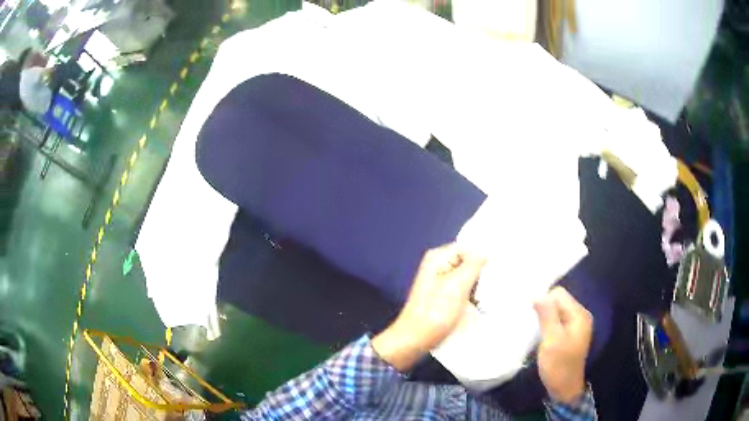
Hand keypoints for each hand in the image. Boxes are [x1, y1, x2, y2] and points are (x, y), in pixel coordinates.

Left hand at [372, 243, 486, 371]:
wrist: (414, 340)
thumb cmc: (435, 312)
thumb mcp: (457, 285)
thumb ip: (474, 264)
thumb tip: (486, 251)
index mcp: (438, 257)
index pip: (468, 247)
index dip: (483, 256)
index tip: (499, 268)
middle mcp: (438, 265)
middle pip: (468, 261)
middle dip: (482, 272)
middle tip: (496, 284)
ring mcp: (440, 282)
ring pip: (467, 277)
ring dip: (478, 286)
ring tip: (490, 296)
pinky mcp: (442, 297)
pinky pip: (462, 289)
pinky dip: (472, 295)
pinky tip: (480, 304)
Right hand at [534, 287, 592, 403]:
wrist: (564, 389)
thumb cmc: (559, 366)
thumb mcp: (552, 340)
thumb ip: (547, 316)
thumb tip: (537, 294)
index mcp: (579, 315)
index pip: (559, 294)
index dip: (543, 300)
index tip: (530, 315)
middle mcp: (580, 316)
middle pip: (559, 301)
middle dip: (543, 308)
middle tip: (530, 323)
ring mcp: (575, 325)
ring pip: (556, 311)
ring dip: (544, 317)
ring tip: (533, 328)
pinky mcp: (570, 334)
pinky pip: (557, 320)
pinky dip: (547, 324)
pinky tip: (540, 333)